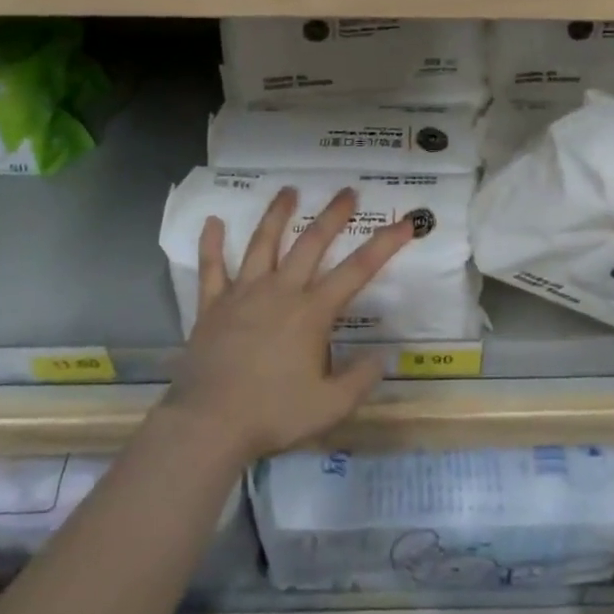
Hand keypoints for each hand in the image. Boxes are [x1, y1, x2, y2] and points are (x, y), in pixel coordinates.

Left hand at [165, 186, 414, 461]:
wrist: (209, 423)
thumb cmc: (273, 413)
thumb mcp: (330, 407)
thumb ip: (360, 379)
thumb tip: (381, 357)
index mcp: (312, 312)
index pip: (357, 270)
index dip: (384, 244)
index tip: (405, 222)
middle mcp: (280, 291)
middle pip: (310, 243)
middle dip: (332, 215)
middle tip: (346, 191)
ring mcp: (243, 293)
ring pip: (262, 243)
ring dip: (277, 214)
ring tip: (288, 190)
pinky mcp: (212, 305)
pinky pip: (211, 268)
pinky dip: (211, 243)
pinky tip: (212, 221)